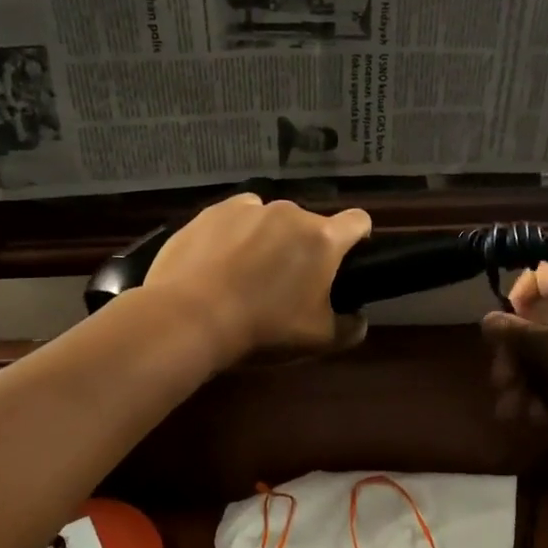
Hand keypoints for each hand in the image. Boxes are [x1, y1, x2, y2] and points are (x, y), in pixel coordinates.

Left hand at [144, 194, 371, 365]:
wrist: (189, 319)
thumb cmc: (264, 329)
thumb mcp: (318, 340)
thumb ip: (350, 328)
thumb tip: (358, 318)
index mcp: (322, 239)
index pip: (358, 221)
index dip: (358, 239)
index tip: (345, 260)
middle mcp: (290, 212)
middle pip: (309, 224)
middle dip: (304, 247)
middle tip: (286, 284)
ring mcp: (248, 207)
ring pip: (271, 219)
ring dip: (269, 239)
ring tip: (247, 273)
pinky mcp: (212, 211)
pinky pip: (236, 218)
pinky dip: (235, 235)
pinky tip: (219, 263)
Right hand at [481, 264, 547, 446]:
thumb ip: (521, 335)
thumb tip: (486, 320)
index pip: (538, 280)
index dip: (517, 301)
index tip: (506, 330)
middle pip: (532, 331)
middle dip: (514, 362)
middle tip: (505, 385)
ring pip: (542, 366)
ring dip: (527, 390)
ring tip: (520, 415)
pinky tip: (546, 422)